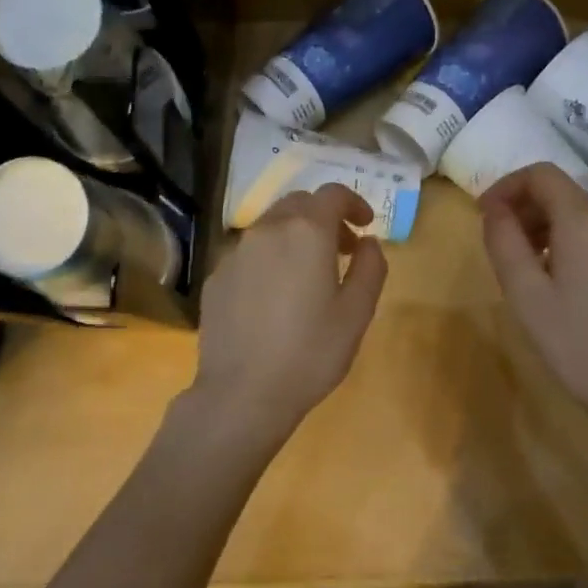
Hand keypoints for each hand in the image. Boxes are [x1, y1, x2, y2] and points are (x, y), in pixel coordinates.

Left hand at [191, 184, 387, 440]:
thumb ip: (371, 267)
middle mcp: (267, 230)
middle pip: (299, 204)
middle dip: (324, 218)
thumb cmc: (311, 353)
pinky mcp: (217, 277)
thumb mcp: (358, 313)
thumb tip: (369, 243)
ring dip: (295, 236)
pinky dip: (270, 259)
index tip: (365, 226)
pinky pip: (249, 254)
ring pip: (271, 227)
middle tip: (343, 250)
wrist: (243, 393)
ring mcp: (235, 253)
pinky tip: (275, 298)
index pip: (332, 193)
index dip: (354, 202)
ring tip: (309, 274)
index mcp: (306, 232)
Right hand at [480, 164, 587, 435]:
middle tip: (500, 245)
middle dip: (525, 208)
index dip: (505, 187)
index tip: (483, 216)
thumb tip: (494, 209)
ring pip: (581, 214)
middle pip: (562, 192)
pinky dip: (571, 241)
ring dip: (546, 226)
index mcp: (584, 218)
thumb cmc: (575, 341)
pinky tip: (560, 281)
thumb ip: (503, 240)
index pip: (540, 174)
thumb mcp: (524, 292)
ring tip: (526, 267)